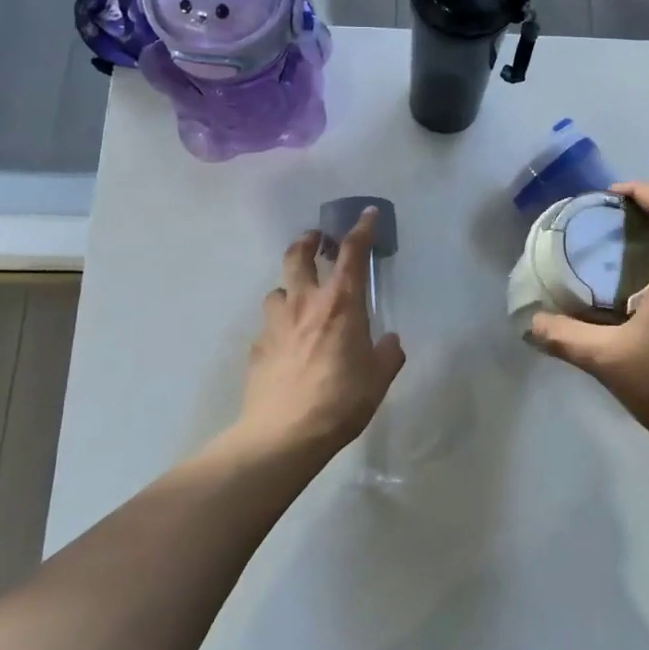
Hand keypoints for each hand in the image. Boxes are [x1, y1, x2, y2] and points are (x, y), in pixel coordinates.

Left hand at [233, 208, 405, 457]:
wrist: (284, 435)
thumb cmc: (341, 400)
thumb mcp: (378, 379)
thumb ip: (388, 354)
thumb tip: (391, 341)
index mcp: (341, 304)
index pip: (352, 253)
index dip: (361, 229)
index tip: (367, 214)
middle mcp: (305, 304)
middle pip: (298, 256)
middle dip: (307, 241)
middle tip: (315, 241)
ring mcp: (275, 324)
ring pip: (277, 290)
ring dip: (289, 289)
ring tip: (298, 302)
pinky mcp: (257, 347)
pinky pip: (268, 326)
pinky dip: (278, 327)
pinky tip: (286, 346)